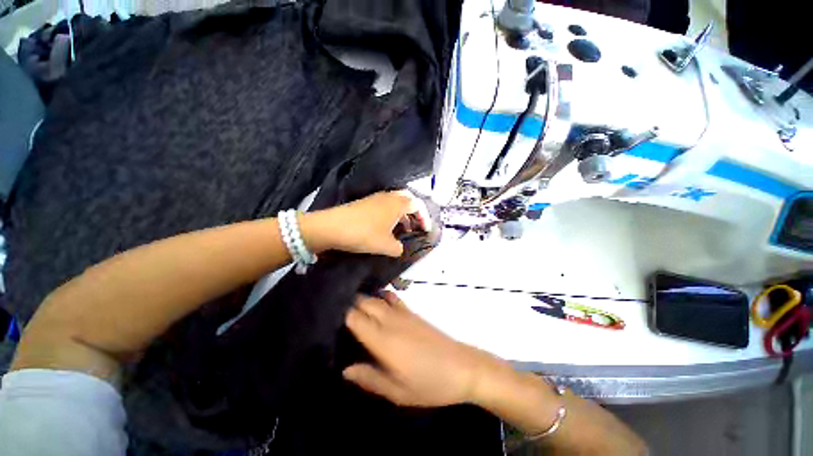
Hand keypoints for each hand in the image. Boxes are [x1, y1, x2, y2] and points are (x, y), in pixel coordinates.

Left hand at [303, 190, 430, 256]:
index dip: (424, 217)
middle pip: (407, 199)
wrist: (332, 227)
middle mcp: (388, 197)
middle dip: (414, 211)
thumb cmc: (364, 234)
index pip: (418, 205)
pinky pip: (385, 204)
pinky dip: (391, 213)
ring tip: (402, 228)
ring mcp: (375, 197)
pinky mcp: (365, 202)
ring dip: (402, 213)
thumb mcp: (386, 246)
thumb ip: (398, 248)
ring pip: (395, 201)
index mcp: (397, 204)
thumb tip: (399, 248)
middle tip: (415, 225)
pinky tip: (386, 227)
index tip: (426, 230)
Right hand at [343, 291, 498, 406]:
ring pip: (376, 297)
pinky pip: (392, 297)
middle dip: (348, 302)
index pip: (355, 317)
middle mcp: (390, 320)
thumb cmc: (429, 383)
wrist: (462, 366)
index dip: (339, 313)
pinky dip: (381, 295)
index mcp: (383, 340)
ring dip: (362, 297)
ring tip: (348, 301)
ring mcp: (403, 313)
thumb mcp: (397, 391)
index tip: (326, 314)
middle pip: (364, 302)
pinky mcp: (412, 312)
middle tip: (334, 309)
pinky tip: (376, 300)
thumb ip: (369, 378)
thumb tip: (345, 369)